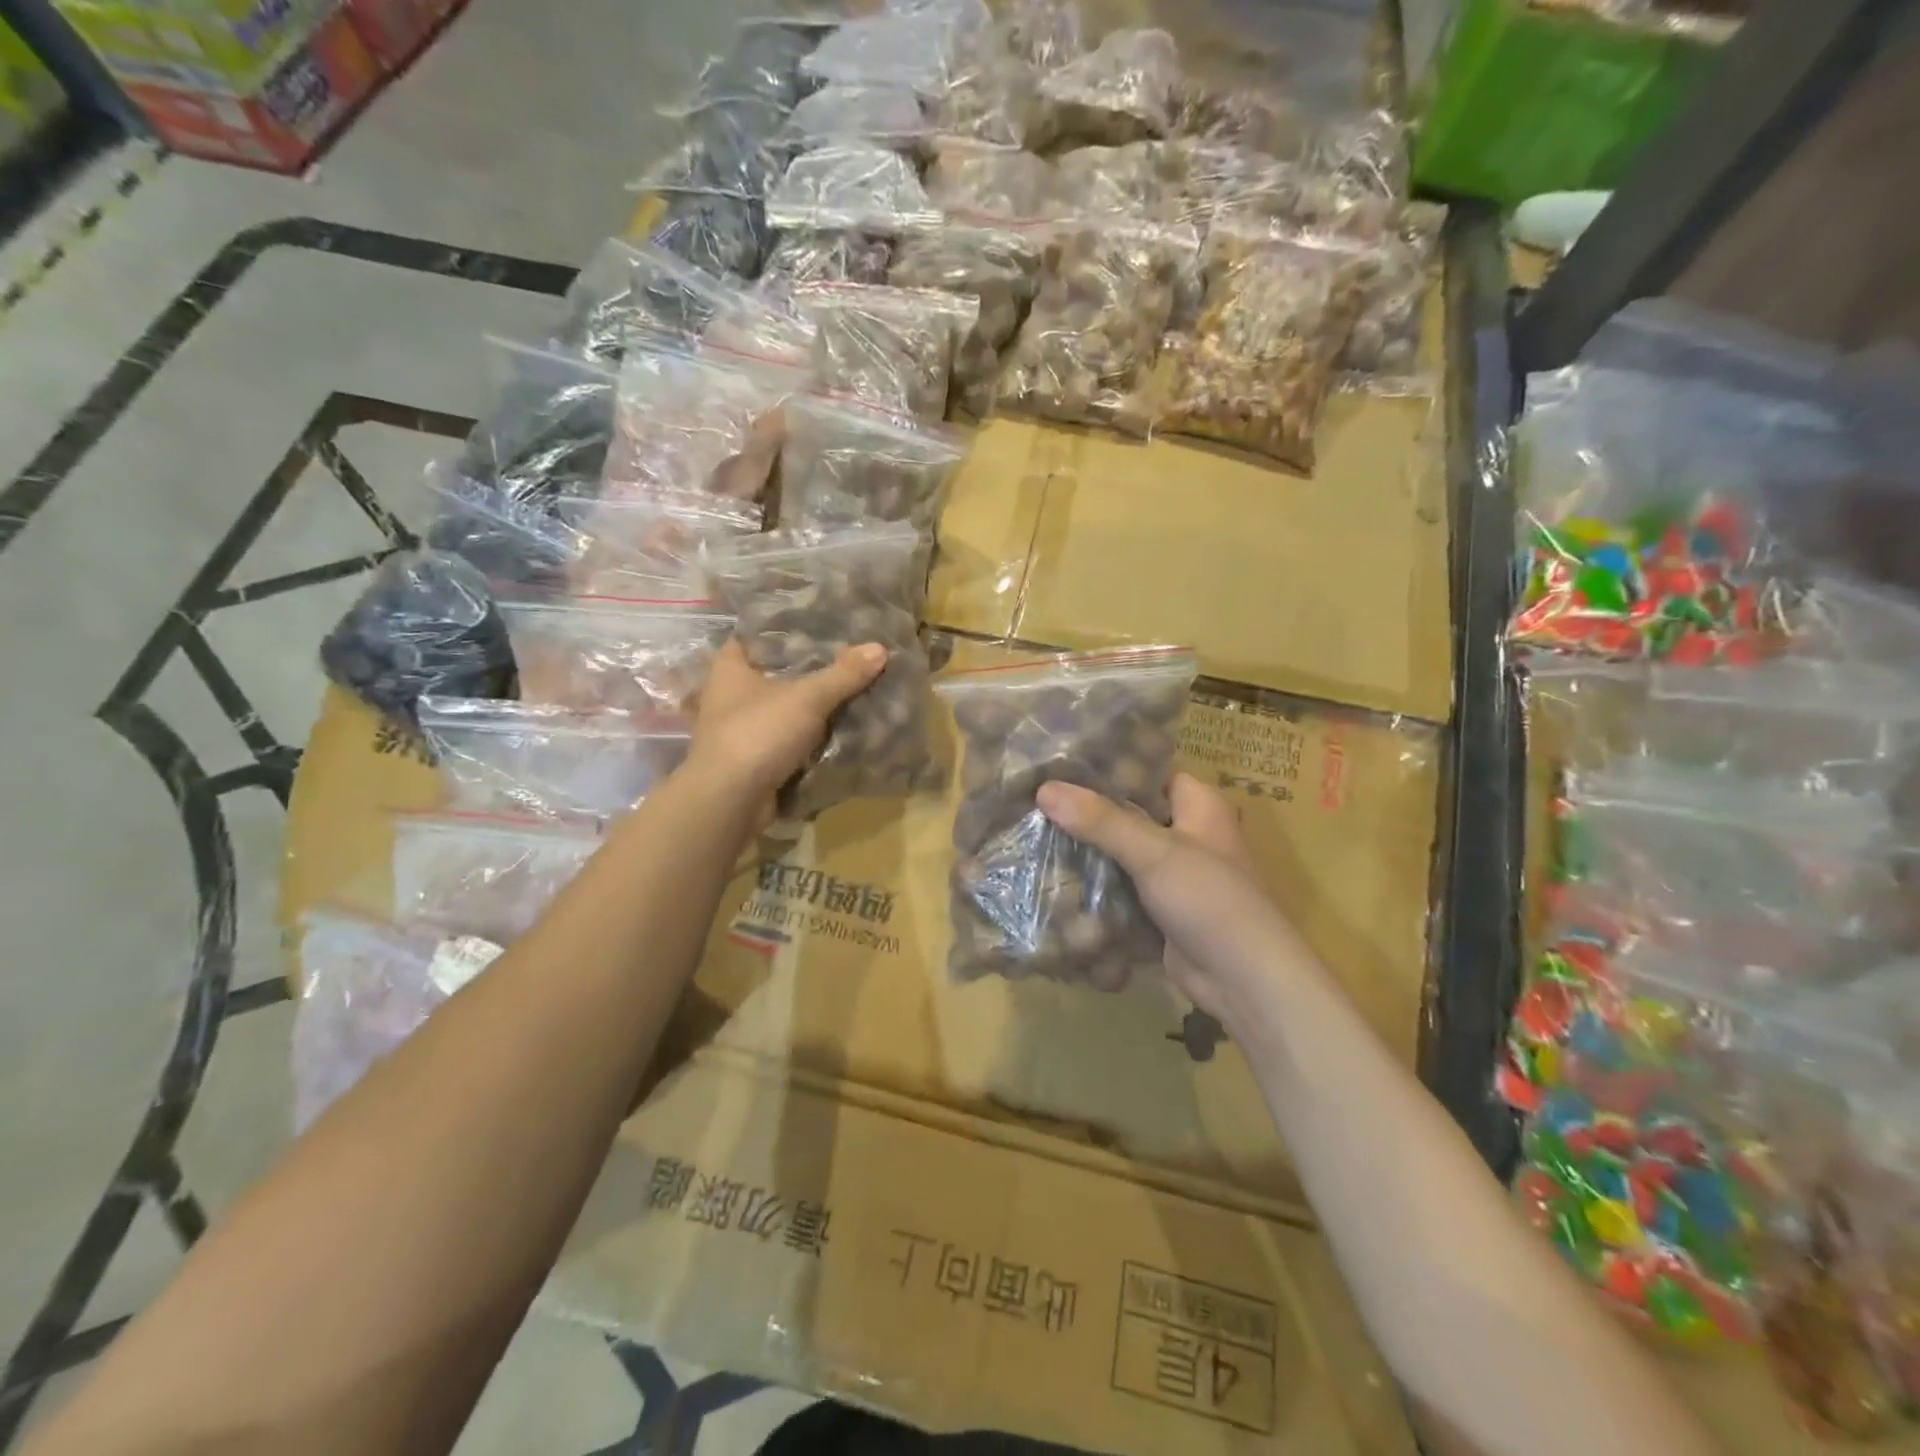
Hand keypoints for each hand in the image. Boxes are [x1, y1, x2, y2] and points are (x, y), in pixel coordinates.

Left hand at [690, 639, 886, 820]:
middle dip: (808, 671)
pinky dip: (808, 738)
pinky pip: (786, 740)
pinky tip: (839, 730)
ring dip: (809, 708)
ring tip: (851, 692)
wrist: (731, 800)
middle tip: (848, 659)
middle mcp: (729, 695)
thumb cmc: (759, 733)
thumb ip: (844, 674)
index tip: (821, 626)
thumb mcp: (808, 698)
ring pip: (782, 709)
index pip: (756, 635)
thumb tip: (881, 647)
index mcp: (730, 668)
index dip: (787, 629)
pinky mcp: (752, 759)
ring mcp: (739, 729)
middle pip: (775, 673)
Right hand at [1037, 773, 1303, 1028]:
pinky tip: (1054, 883)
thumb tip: (1045, 788)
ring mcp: (1173, 875)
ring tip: (1033, 840)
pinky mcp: (1160, 910)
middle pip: (1128, 815)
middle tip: (1034, 805)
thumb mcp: (1155, 853)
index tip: (1055, 765)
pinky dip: (1095, 891)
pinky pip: (1121, 891)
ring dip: (1086, 856)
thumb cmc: (1211, 901)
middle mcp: (1187, 833)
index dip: (1104, 768)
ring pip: (1120, 855)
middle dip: (1086, 816)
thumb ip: (1101, 820)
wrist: (1245, 983)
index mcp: (1198, 805)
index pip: (1146, 772)